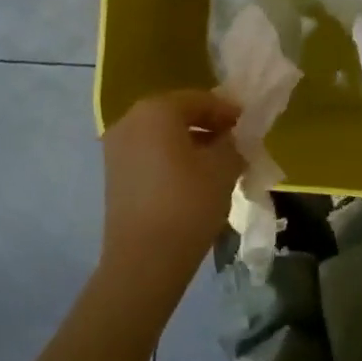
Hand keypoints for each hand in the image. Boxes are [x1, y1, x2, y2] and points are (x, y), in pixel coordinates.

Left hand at [100, 91, 243, 283]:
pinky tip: (193, 178)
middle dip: (207, 125)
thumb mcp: (223, 168)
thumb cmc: (187, 203)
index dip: (227, 111)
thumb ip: (232, 143)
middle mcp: (130, 120)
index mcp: (156, 110)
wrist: (143, 261)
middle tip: (234, 141)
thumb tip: (231, 139)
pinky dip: (171, 158)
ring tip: (216, 162)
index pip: (199, 99)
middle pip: (177, 114)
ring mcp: (117, 148)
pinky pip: (149, 153)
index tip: (247, 124)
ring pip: (161, 135)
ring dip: (189, 143)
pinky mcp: (113, 174)